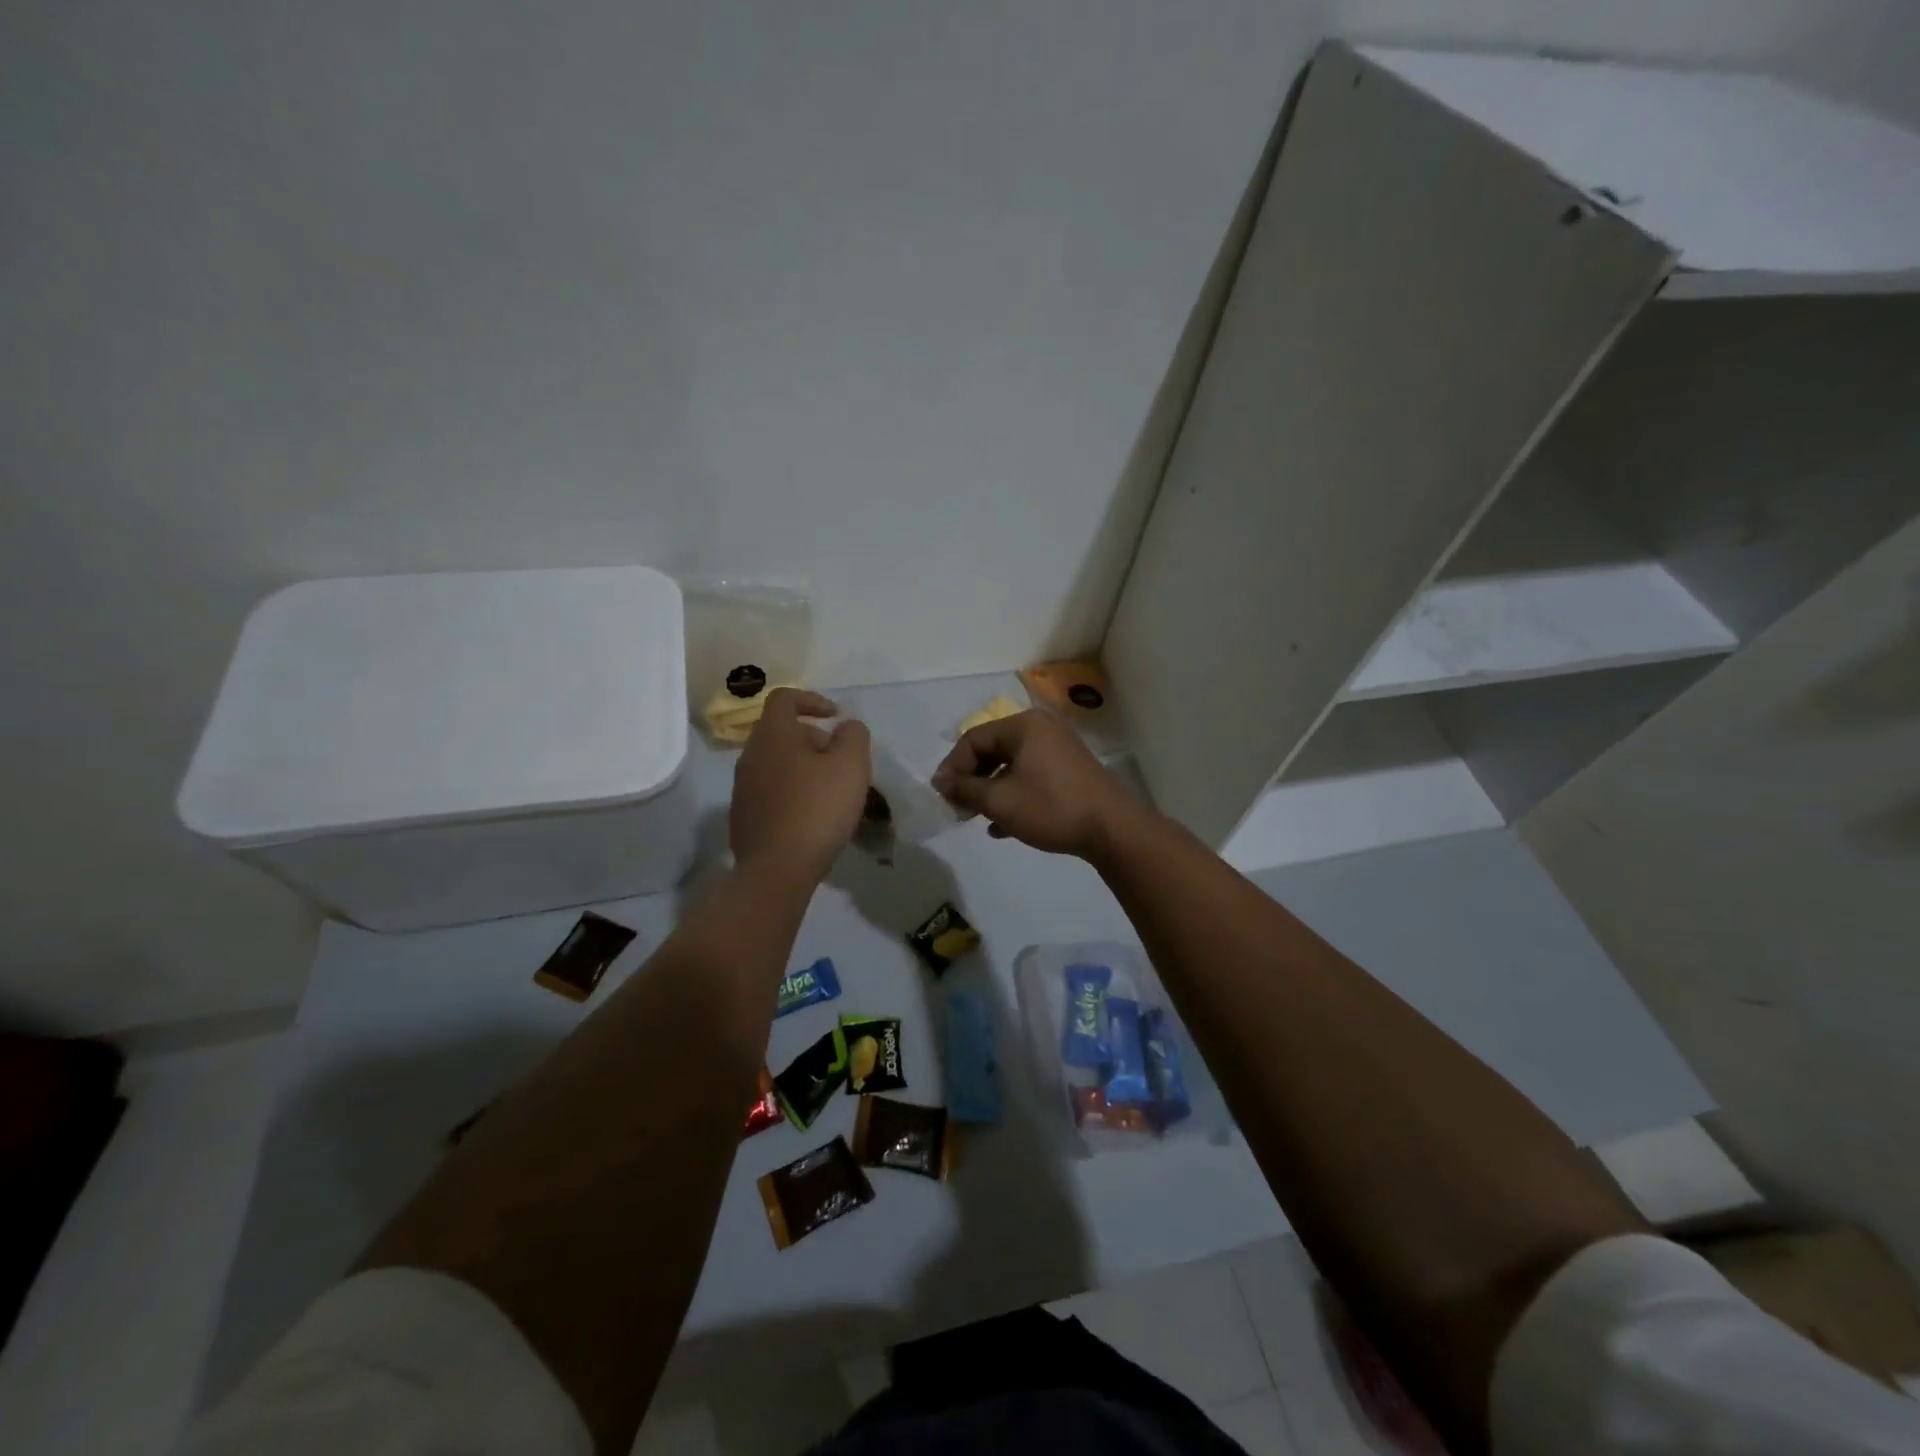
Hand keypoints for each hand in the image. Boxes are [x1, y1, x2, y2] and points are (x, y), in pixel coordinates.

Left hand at [730, 689, 872, 885]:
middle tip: (841, 759)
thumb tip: (846, 726)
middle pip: (781, 732)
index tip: (836, 717)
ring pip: (776, 763)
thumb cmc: (817, 809)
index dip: (812, 700)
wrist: (777, 869)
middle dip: (814, 738)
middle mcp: (750, 755)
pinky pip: (771, 790)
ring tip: (831, 789)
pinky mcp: (743, 815)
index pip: (785, 698)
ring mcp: (742, 787)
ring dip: (804, 767)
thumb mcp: (851, 765)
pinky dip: (792, 791)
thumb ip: (853, 735)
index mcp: (773, 735)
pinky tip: (812, 815)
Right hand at [931, 710, 1152, 860]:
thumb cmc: (1051, 808)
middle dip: (971, 780)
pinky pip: (1031, 776)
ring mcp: (1058, 749)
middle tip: (958, 807)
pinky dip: (1013, 795)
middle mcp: (1041, 729)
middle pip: (992, 750)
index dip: (952, 767)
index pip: (973, 739)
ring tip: (978, 818)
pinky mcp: (1070, 770)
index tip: (942, 796)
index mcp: (1023, 726)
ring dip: (990, 790)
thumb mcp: (1000, 801)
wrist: (1113, 829)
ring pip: (1011, 765)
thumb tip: (940, 782)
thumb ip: (965, 789)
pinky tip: (1004, 826)